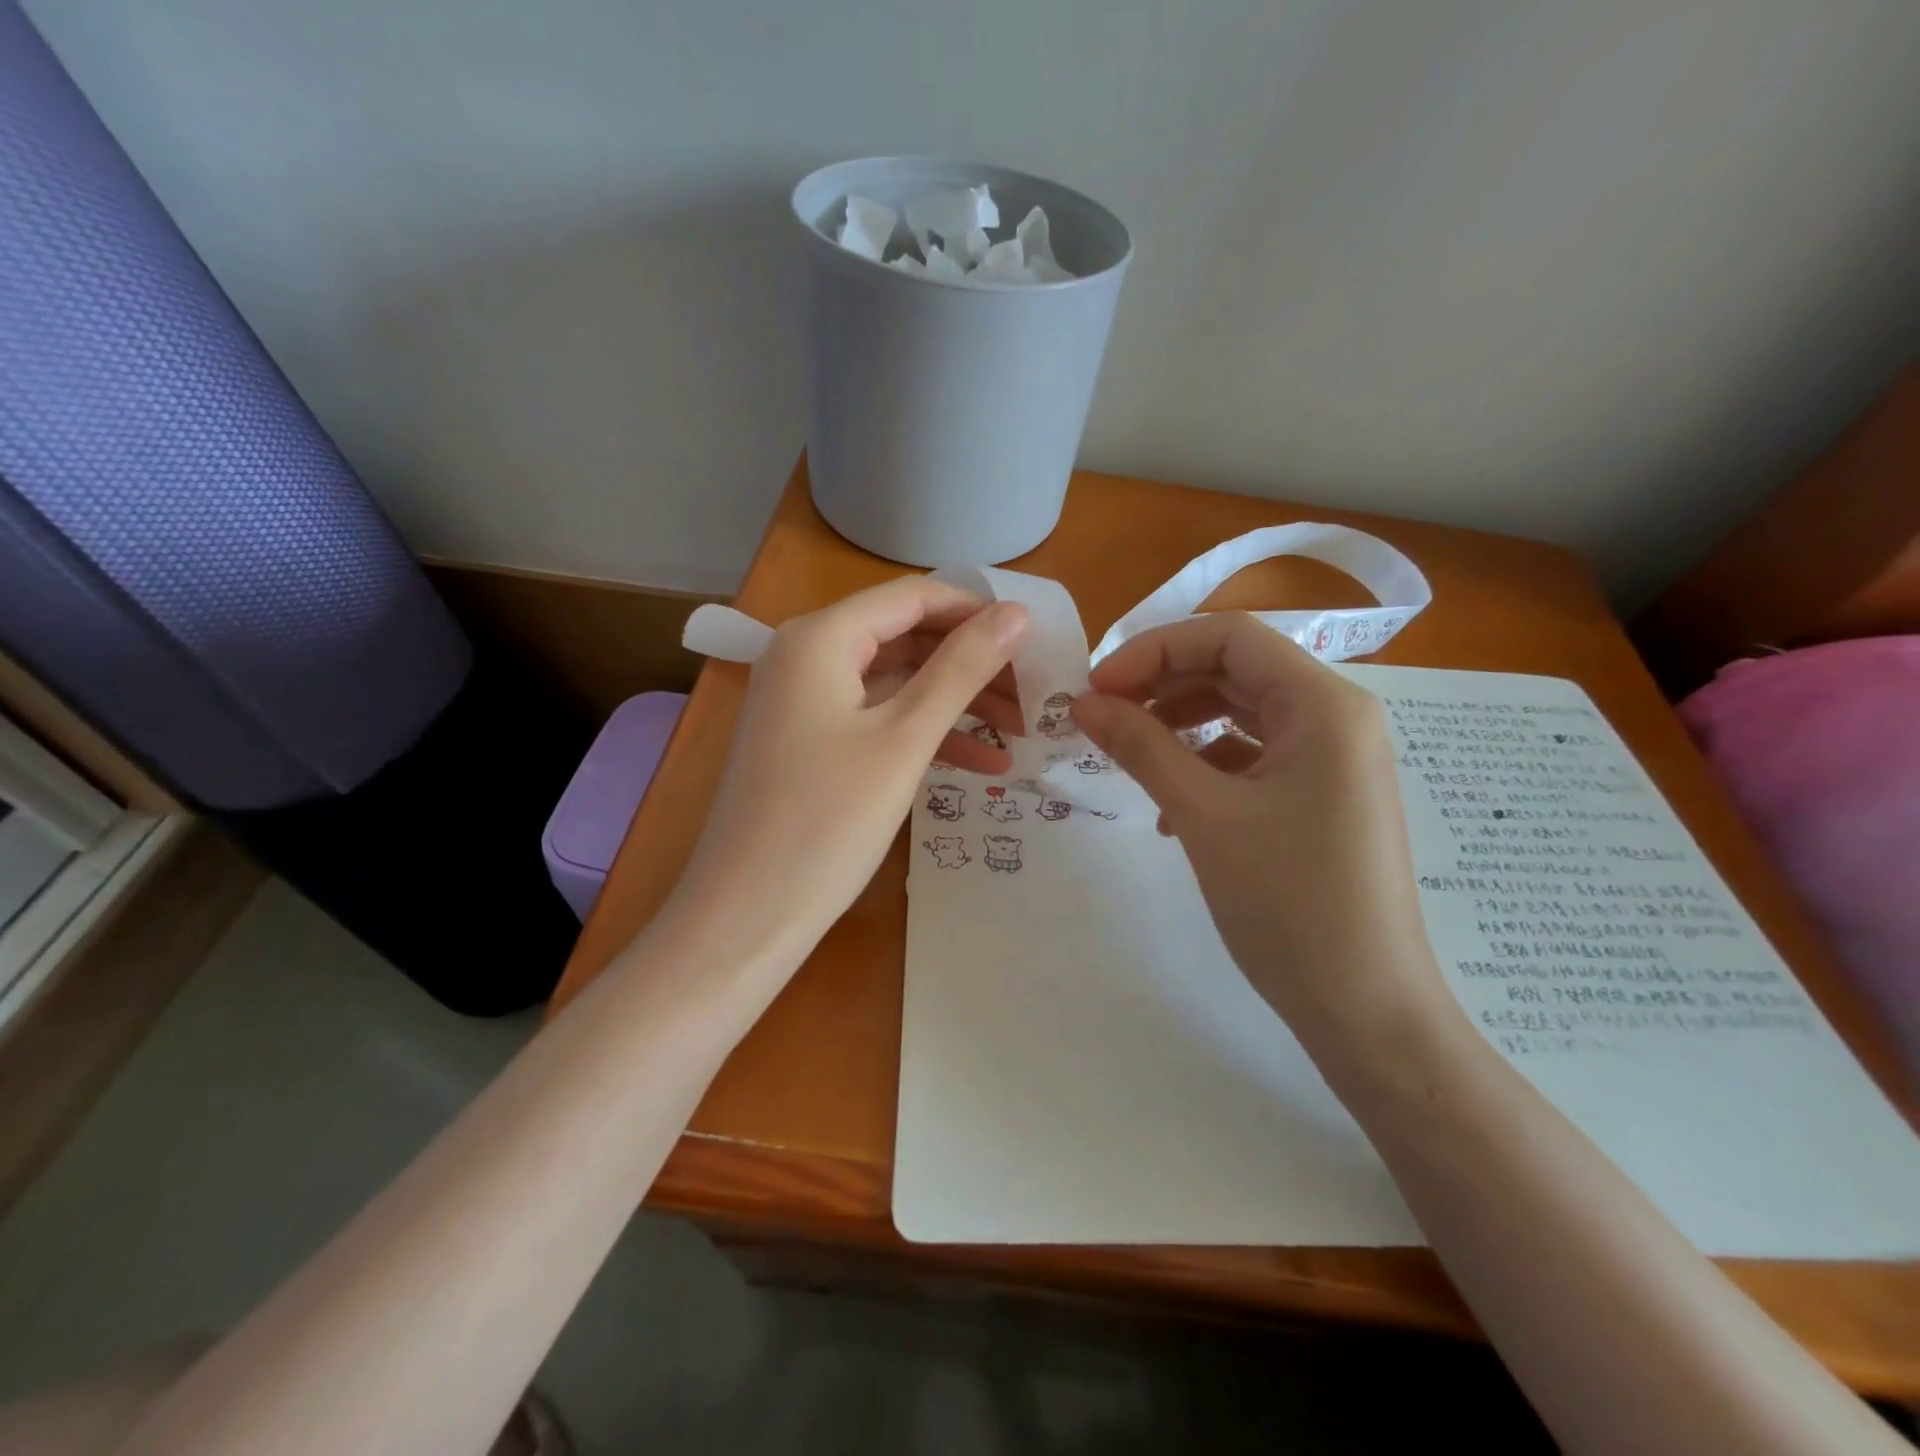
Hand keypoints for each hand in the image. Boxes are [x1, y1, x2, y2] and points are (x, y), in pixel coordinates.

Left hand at [671, 577, 1027, 971]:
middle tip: (1034, 694)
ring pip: (897, 682)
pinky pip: (877, 719)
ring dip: (957, 704)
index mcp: (821, 637)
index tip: (1036, 640)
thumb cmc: (827, 821)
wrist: (747, 915)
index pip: (914, 597)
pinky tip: (981, 766)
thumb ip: (961, 669)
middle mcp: (807, 655)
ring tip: (1020, 733)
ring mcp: (805, 701)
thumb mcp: (904, 739)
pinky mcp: (810, 741)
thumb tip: (1016, 612)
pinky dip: (924, 735)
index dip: (977, 612)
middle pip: (907, 638)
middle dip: (973, 664)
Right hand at [1072, 613, 1453, 1055]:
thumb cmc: (1288, 902)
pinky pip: (1253, 756)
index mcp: (1324, 704)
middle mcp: (1337, 717)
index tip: (1096, 686)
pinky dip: (1205, 765)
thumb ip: (1141, 747)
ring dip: (1179, 725)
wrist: (1365, 1009)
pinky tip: (1170, 807)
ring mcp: (1333, 759)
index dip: (1154, 650)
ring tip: (1128, 755)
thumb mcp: (1203, 815)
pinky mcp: (1322, 797)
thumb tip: (1082, 702)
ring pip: (1242, 713)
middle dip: (1162, 684)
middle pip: (1236, 670)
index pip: (1229, 637)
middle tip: (1102, 715)